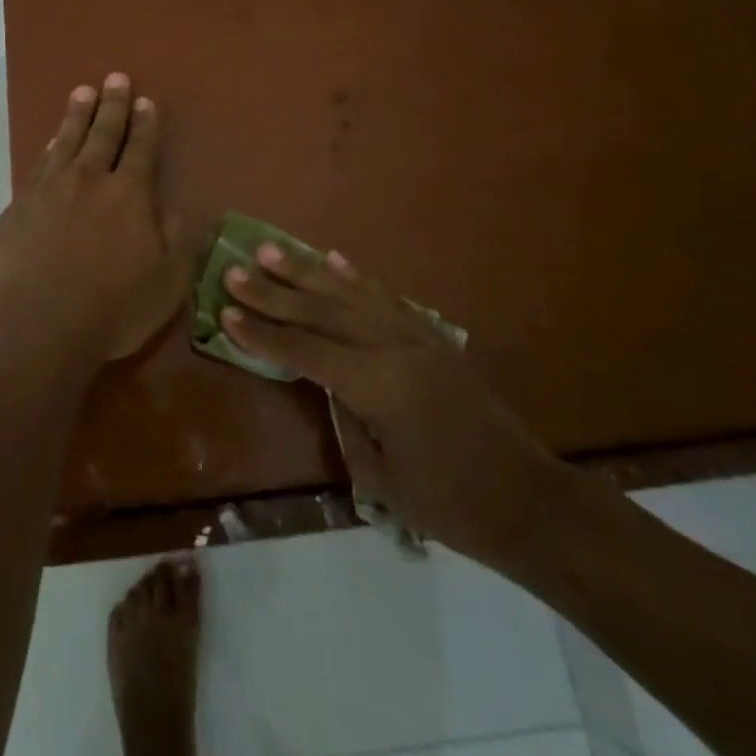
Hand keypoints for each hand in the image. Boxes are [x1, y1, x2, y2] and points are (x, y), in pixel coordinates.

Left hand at [0, 73, 190, 364]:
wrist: (37, 323)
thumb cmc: (112, 307)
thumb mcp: (167, 280)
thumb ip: (176, 238)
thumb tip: (173, 206)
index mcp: (129, 195)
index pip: (141, 149)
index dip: (146, 124)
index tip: (147, 101)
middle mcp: (89, 180)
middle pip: (103, 134)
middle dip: (113, 105)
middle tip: (116, 78)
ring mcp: (49, 190)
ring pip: (66, 141)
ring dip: (77, 115)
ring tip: (83, 92)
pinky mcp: (18, 207)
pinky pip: (38, 165)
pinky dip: (48, 148)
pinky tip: (51, 141)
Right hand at [221, 246, 576, 579]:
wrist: (530, 501)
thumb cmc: (451, 505)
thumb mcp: (382, 478)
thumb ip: (346, 420)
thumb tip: (324, 382)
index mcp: (378, 385)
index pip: (305, 351)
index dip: (263, 335)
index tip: (225, 312)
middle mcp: (395, 347)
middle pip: (322, 312)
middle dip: (274, 292)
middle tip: (235, 269)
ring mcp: (418, 336)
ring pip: (351, 294)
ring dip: (307, 272)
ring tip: (272, 250)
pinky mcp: (434, 337)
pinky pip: (386, 297)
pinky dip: (355, 277)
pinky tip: (333, 260)